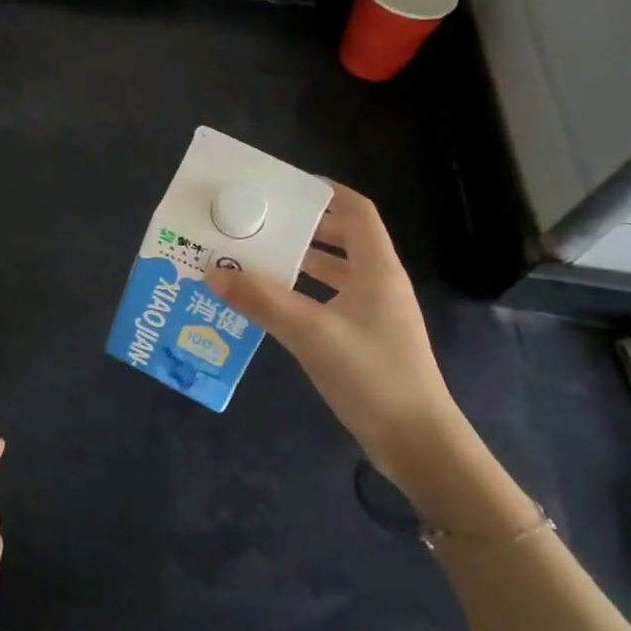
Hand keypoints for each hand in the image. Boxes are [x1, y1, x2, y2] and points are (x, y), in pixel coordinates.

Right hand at [206, 182, 459, 484]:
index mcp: (377, 268)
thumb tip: (214, 272)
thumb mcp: (309, 333)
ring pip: (336, 271)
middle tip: (260, 223)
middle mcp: (379, 283)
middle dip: (303, 227)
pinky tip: (274, 303)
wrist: (416, 442)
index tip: (285, 188)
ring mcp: (375, 313)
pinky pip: (331, 300)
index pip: (357, 211)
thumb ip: (261, 300)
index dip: (326, 192)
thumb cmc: (370, 375)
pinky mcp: (367, 339)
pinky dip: (304, 293)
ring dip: (301, 261)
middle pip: (344, 238)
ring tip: (258, 258)